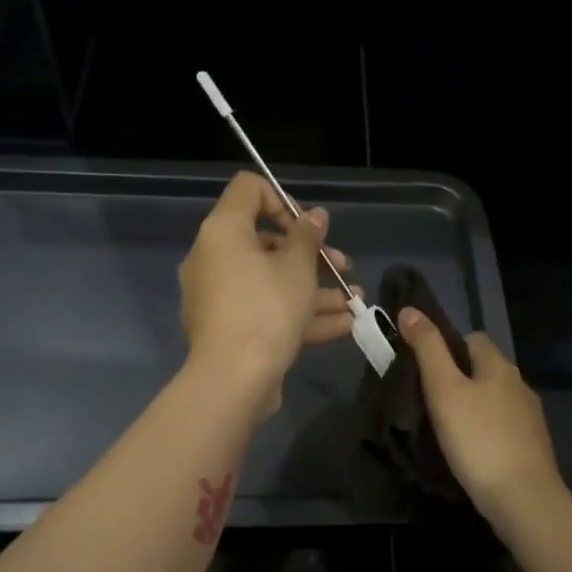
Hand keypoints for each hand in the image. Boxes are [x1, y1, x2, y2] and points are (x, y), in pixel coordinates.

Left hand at [179, 172, 358, 410]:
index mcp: (223, 232)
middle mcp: (214, 259)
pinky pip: (267, 310)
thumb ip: (308, 236)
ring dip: (316, 289)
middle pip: (266, 241)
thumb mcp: (297, 268)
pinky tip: (345, 325)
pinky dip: (301, 314)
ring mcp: (220, 297)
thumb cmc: (266, 309)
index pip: (249, 190)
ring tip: (356, 300)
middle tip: (342, 266)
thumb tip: (314, 215)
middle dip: (312, 254)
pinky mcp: (230, 329)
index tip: (309, 226)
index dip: (284, 199)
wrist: (233, 381)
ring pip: (272, 282)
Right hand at [397, 308, 566, 536]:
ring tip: (445, 427)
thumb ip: (427, 348)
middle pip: (484, 368)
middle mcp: (520, 385)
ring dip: (472, 405)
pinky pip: (502, 425)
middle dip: (458, 377)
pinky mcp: (532, 446)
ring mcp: (530, 417)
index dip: (447, 346)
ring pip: (494, 398)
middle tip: (428, 400)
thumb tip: (410, 310)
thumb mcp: (444, 390)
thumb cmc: (478, 440)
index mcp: (499, 366)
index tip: (423, 369)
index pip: (473, 338)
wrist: (524, 499)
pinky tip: (470, 449)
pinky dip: (485, 429)